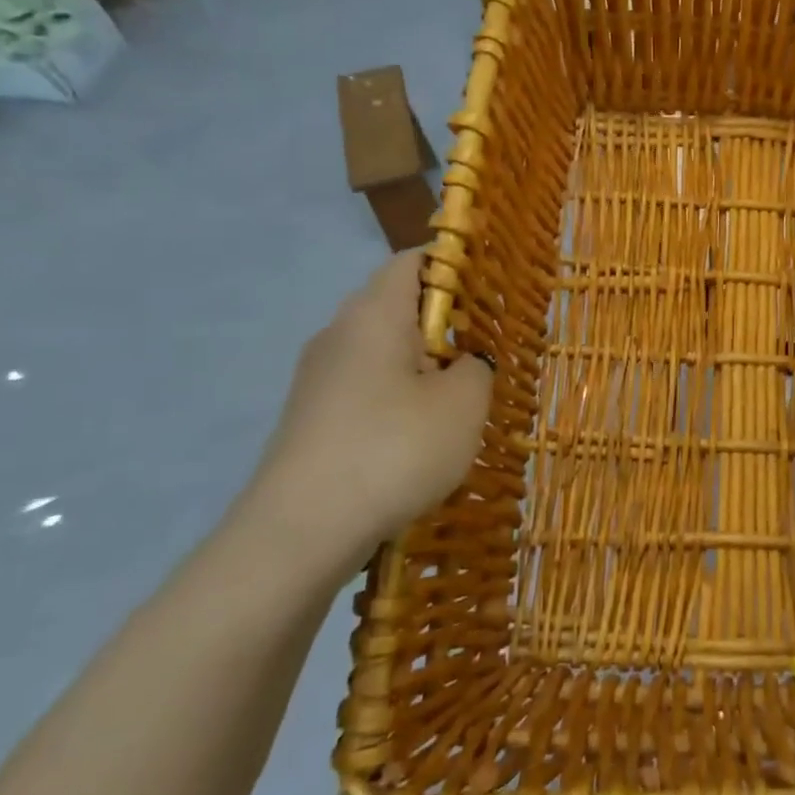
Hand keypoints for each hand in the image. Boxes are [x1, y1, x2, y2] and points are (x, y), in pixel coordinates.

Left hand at [234, 250, 493, 573]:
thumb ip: (477, 365)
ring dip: (425, 364)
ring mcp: (319, 378)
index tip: (495, 292)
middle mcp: (339, 333)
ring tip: (462, 397)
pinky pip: (366, 386)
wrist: (299, 534)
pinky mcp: (312, 417)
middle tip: (488, 350)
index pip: (415, 260)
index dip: (458, 265)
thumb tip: (465, 362)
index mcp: (374, 314)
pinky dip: (400, 395)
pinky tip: (421, 435)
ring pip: (383, 350)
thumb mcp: (464, 403)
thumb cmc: (394, 449)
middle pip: (399, 304)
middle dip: (447, 322)